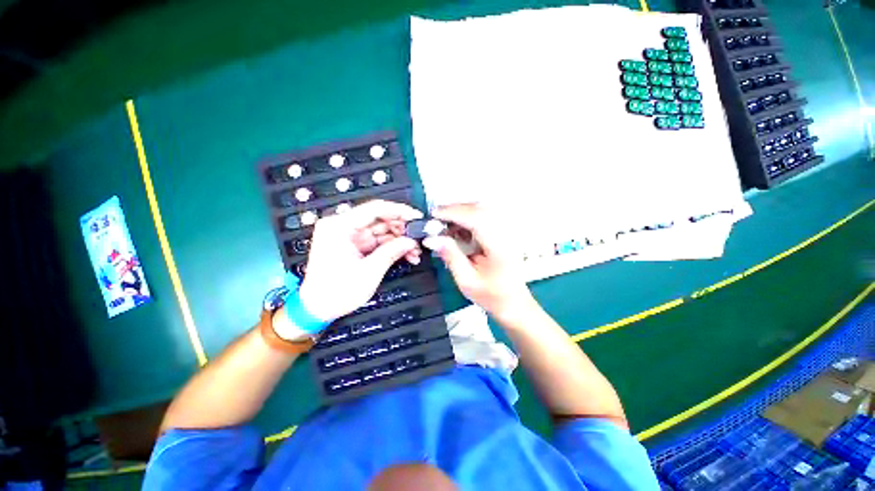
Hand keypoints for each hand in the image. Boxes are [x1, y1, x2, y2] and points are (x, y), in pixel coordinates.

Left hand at [298, 200, 422, 321]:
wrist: (318, 309)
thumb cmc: (336, 292)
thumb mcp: (368, 272)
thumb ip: (391, 252)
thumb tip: (411, 241)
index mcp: (339, 227)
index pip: (375, 209)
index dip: (399, 211)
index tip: (416, 217)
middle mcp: (343, 226)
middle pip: (380, 219)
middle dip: (402, 229)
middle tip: (418, 238)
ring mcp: (350, 236)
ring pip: (382, 231)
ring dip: (400, 240)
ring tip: (415, 251)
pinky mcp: (355, 245)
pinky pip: (378, 241)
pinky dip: (393, 247)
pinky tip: (407, 255)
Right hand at [422, 203, 534, 321]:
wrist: (513, 302)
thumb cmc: (491, 295)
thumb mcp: (466, 280)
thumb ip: (450, 256)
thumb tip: (431, 239)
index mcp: (498, 247)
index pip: (476, 218)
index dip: (454, 212)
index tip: (434, 214)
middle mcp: (505, 234)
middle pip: (480, 209)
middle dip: (455, 209)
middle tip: (436, 218)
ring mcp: (506, 231)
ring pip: (482, 209)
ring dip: (461, 212)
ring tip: (444, 224)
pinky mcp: (503, 232)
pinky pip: (484, 216)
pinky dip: (468, 217)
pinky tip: (458, 228)